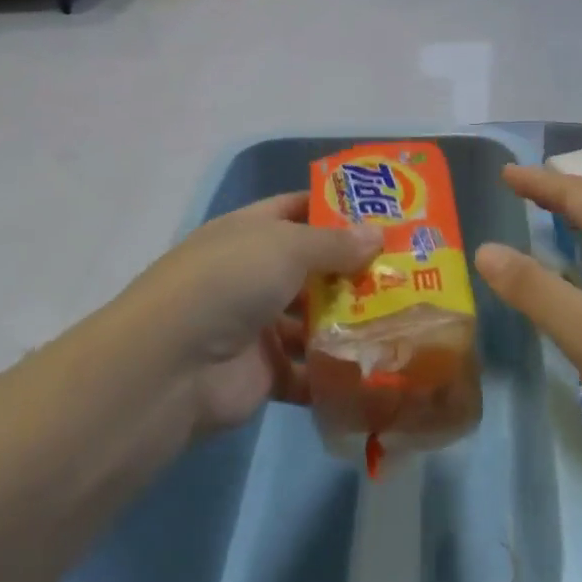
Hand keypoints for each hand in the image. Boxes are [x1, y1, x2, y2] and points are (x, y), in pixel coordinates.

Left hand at [120, 193, 381, 436]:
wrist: (172, 367)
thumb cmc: (229, 282)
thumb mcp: (286, 247)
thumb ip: (334, 243)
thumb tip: (378, 234)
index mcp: (250, 232)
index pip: (296, 209)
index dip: (335, 208)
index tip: (384, 213)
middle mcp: (253, 273)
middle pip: (312, 267)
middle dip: (354, 269)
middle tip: (409, 271)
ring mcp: (257, 324)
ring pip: (314, 320)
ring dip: (351, 322)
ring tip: (405, 320)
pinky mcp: (265, 373)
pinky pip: (309, 370)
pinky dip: (337, 372)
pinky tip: (379, 369)